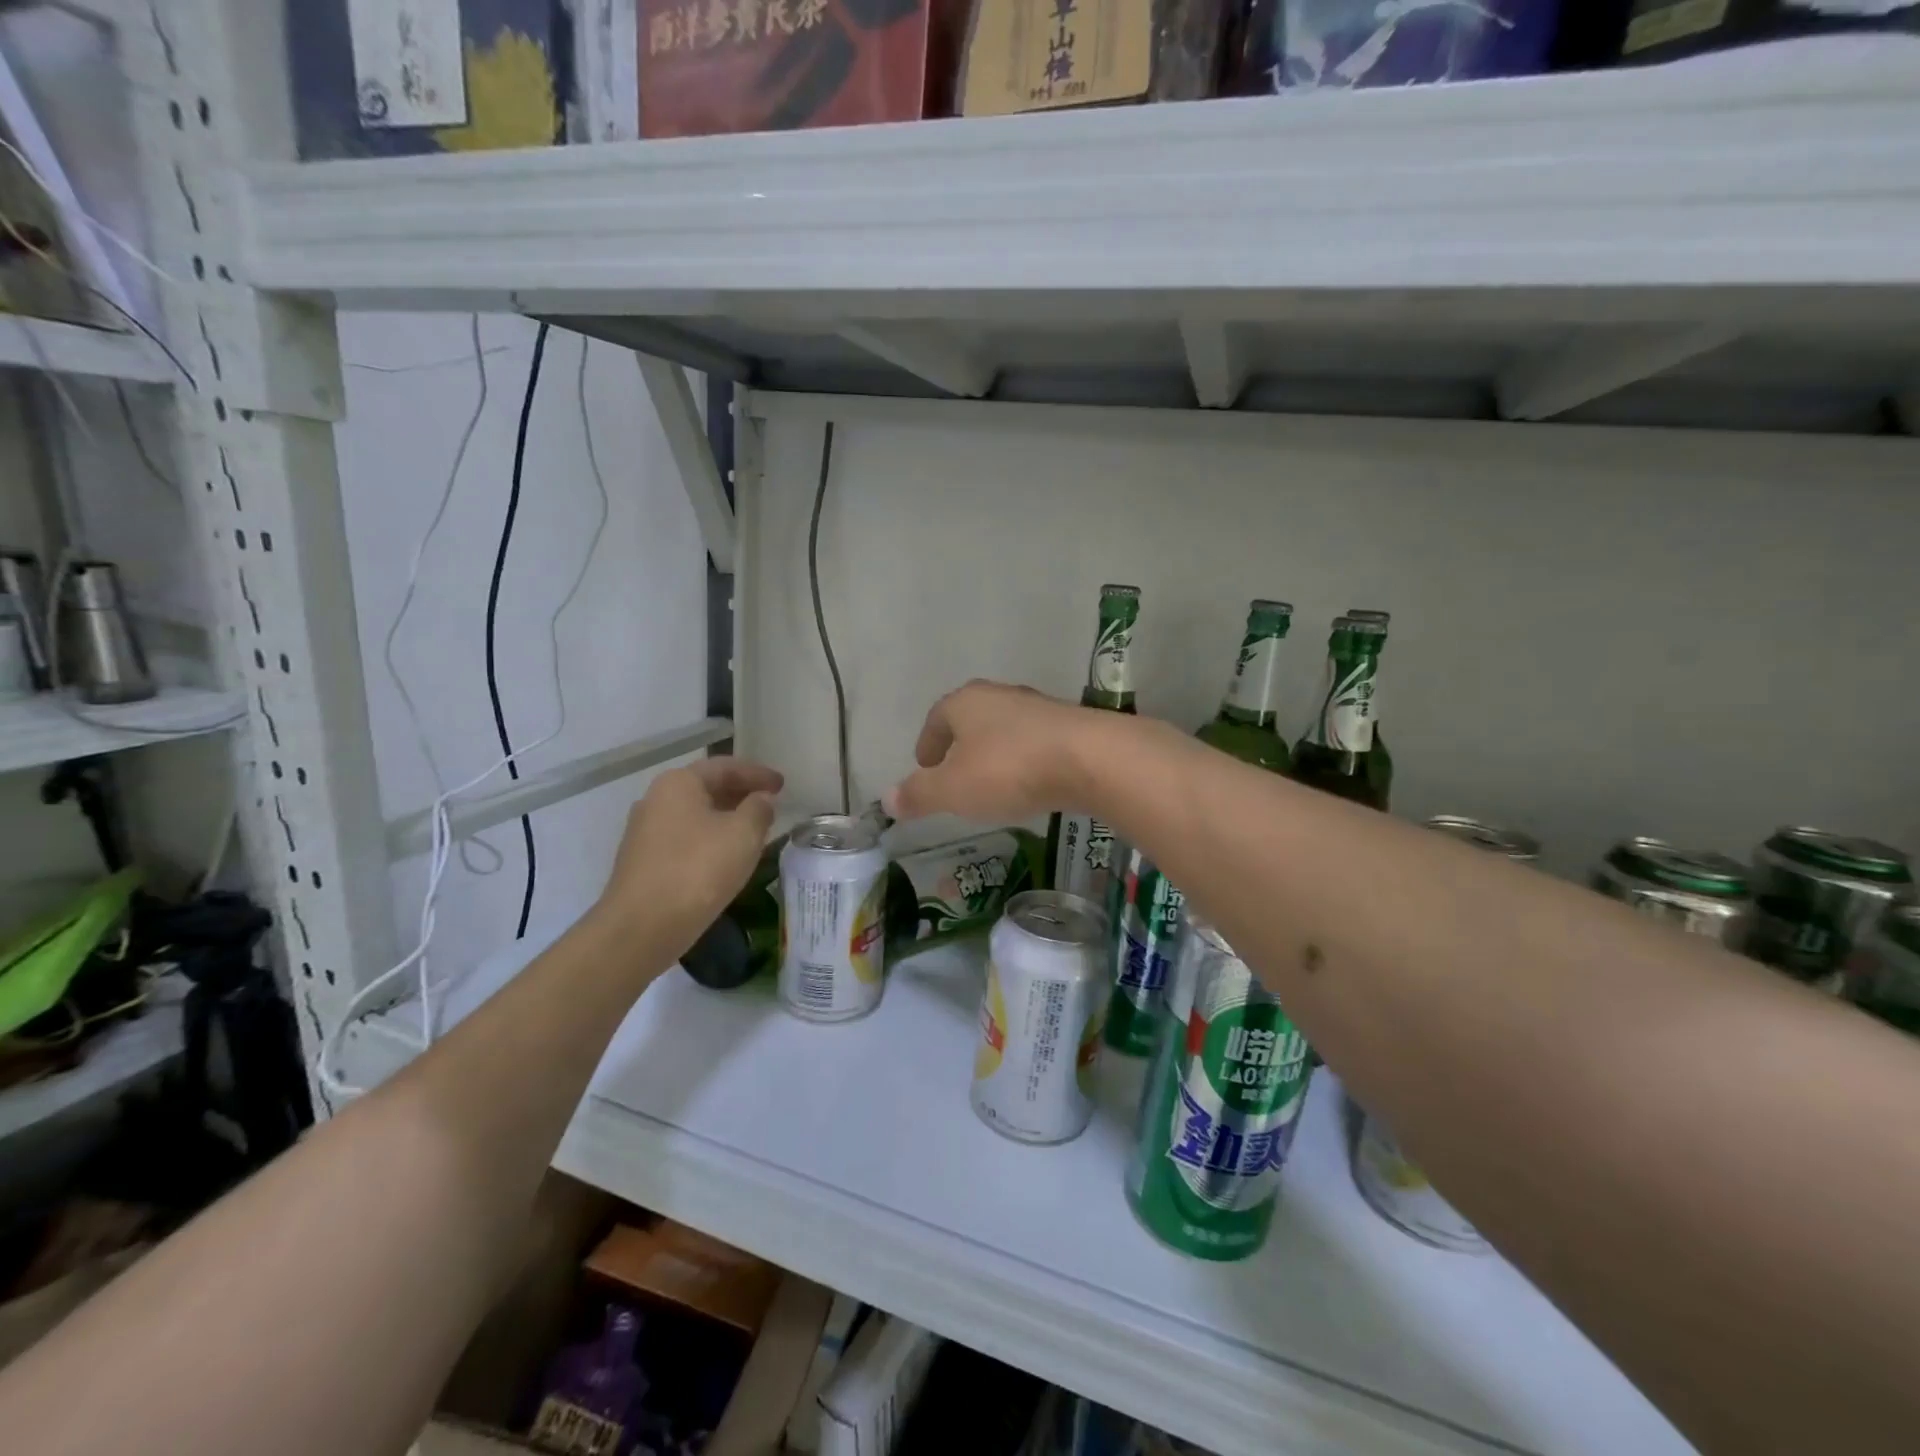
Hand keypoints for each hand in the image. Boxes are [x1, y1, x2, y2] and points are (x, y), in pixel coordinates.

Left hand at [594, 757, 782, 953]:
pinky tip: (727, 856)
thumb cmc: (698, 870)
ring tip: (754, 830)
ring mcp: (645, 832)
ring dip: (726, 818)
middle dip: (740, 794)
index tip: (783, 785)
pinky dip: (710, 839)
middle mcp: (655, 800)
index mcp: (678, 783)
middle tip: (771, 804)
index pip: (725, 767)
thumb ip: (759, 809)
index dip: (757, 774)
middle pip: (706, 788)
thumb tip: (761, 800)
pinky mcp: (643, 861)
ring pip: (696, 815)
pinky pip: (685, 838)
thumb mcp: (743, 834)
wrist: (642, 927)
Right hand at [886, 680, 1110, 822]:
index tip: (925, 767)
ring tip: (990, 784)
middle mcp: (1000, 696)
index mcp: (965, 702)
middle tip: (953, 775)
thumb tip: (888, 799)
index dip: (928, 743)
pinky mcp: (1069, 726)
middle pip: (971, 719)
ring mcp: (1038, 708)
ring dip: (993, 753)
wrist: (1090, 759)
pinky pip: (1034, 743)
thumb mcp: (952, 790)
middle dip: (959, 746)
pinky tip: (1028, 784)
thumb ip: (919, 794)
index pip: (937, 717)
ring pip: (1004, 730)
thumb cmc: (1008, 769)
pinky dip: (1023, 761)